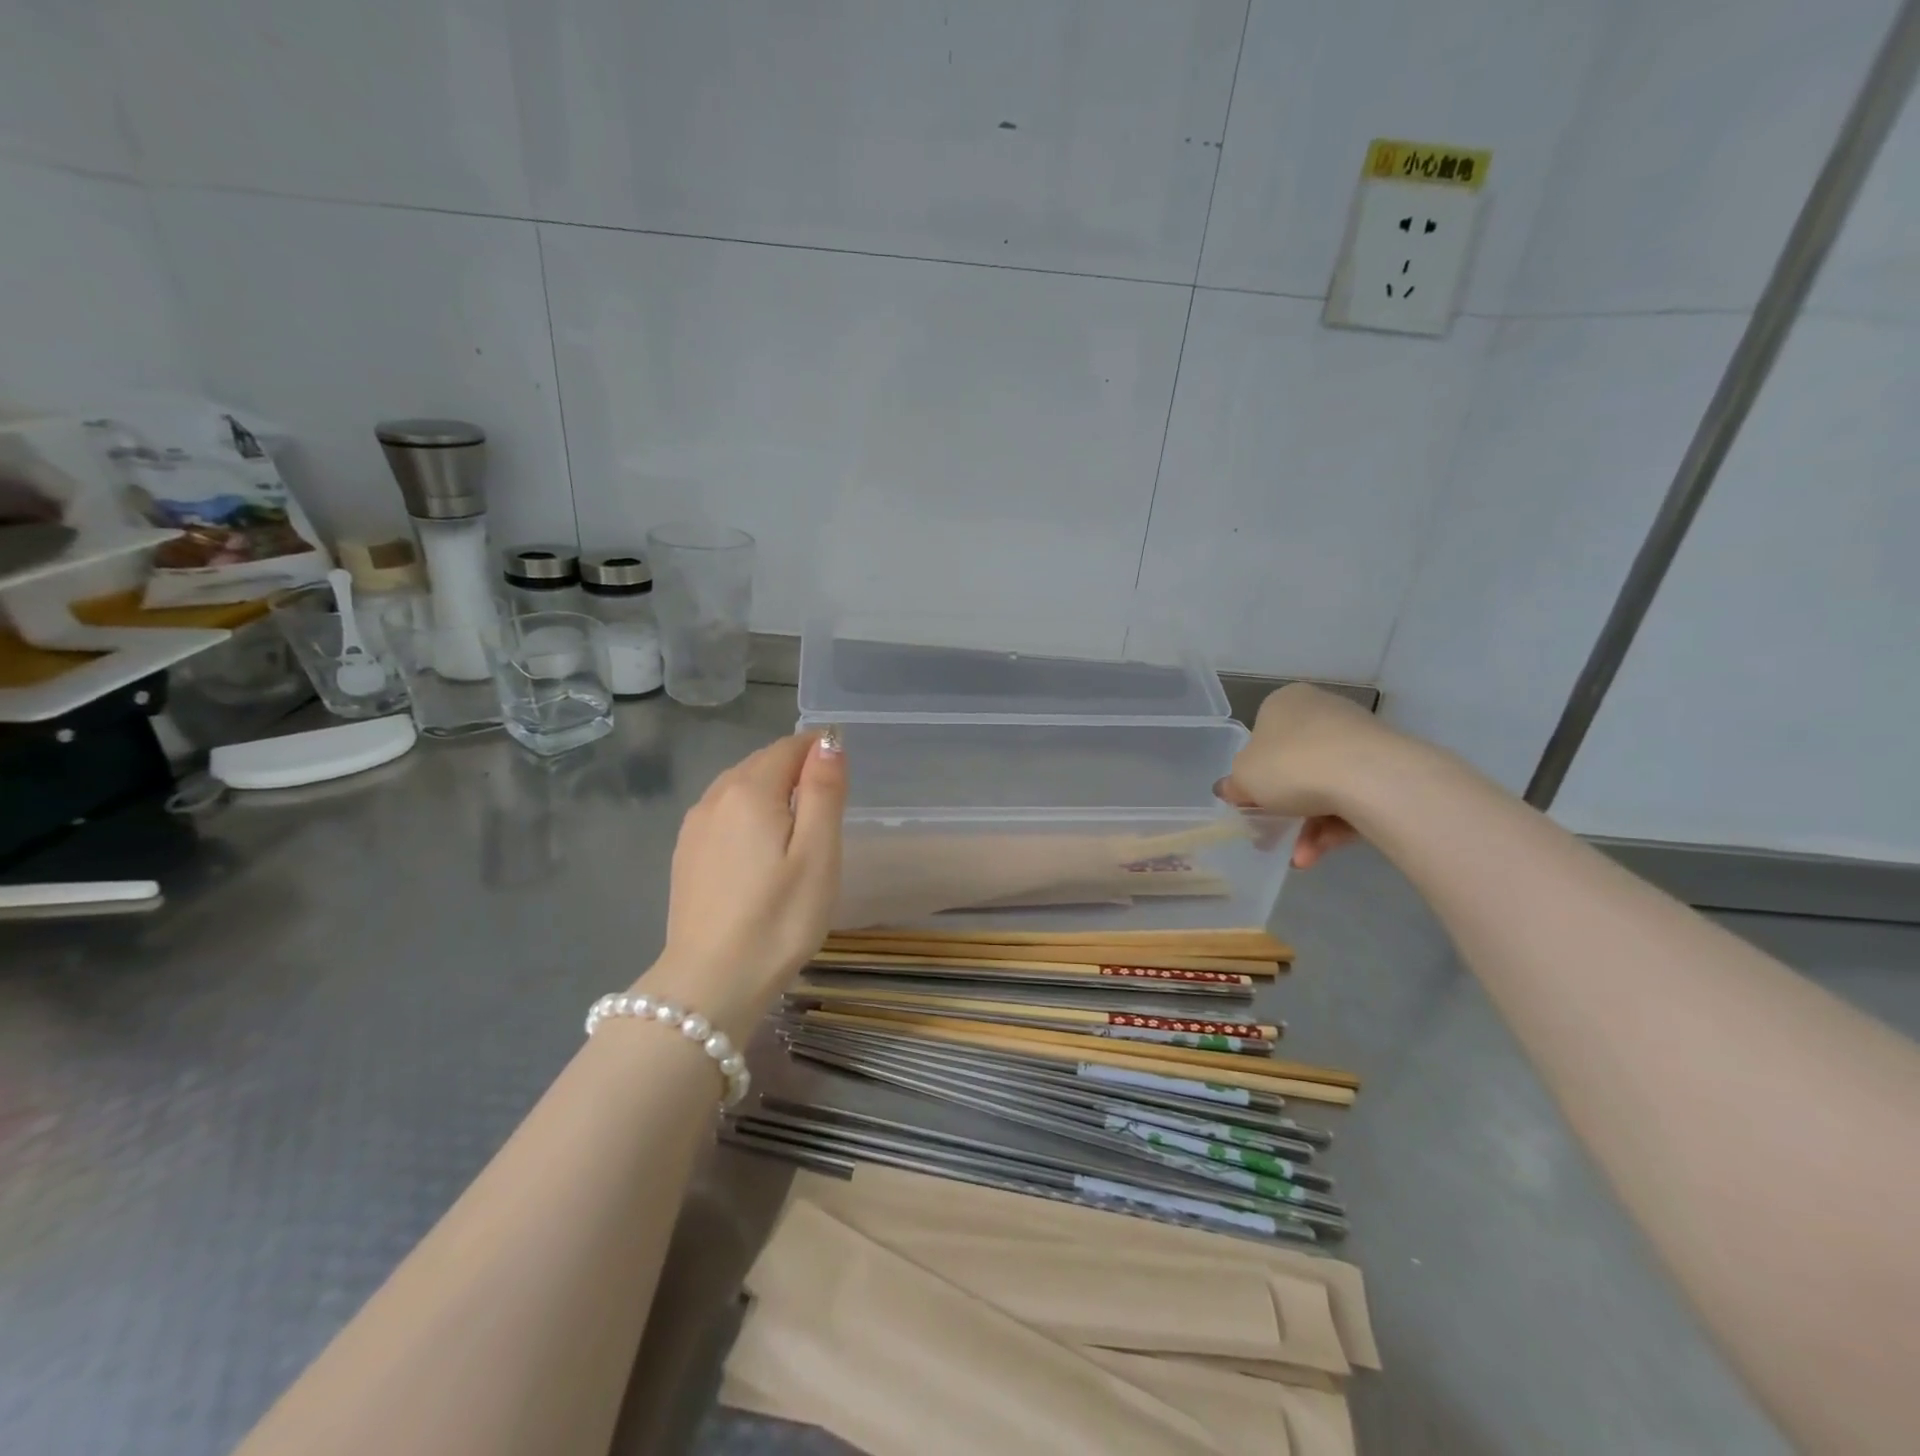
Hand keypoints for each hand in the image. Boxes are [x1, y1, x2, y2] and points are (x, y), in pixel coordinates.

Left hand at [640, 731, 846, 1037]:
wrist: (711, 982)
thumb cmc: (779, 918)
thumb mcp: (818, 854)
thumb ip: (823, 791)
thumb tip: (827, 741)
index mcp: (750, 791)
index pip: (789, 747)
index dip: (819, 751)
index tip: (842, 777)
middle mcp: (715, 797)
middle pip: (761, 763)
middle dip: (795, 769)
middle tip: (827, 806)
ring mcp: (694, 826)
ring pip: (739, 787)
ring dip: (770, 791)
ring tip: (797, 828)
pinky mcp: (685, 854)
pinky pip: (723, 813)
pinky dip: (747, 814)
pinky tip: (760, 849)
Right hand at [1217, 684, 1387, 868]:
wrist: (1366, 776)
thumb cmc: (1289, 765)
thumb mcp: (1244, 778)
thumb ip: (1234, 784)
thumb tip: (1230, 789)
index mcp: (1284, 703)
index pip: (1262, 736)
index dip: (1254, 773)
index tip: (1251, 801)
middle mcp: (1322, 711)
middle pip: (1295, 764)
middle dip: (1285, 806)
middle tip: (1274, 834)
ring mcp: (1358, 738)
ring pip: (1325, 786)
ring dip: (1308, 826)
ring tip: (1301, 857)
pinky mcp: (1387, 766)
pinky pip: (1352, 797)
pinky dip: (1335, 826)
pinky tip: (1320, 853)